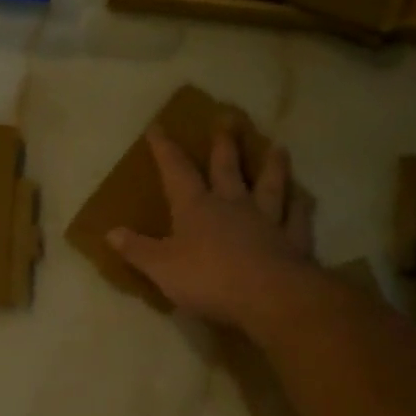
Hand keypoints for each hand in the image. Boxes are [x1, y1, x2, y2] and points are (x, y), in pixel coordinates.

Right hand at [108, 125, 317, 327]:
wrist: (269, 297)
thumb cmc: (208, 279)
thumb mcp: (161, 267)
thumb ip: (137, 249)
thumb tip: (110, 232)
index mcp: (195, 207)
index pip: (176, 171)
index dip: (165, 150)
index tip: (158, 127)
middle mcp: (232, 204)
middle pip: (227, 167)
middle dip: (223, 144)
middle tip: (227, 118)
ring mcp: (267, 219)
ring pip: (270, 185)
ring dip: (272, 165)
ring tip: (277, 147)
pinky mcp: (294, 240)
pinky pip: (298, 216)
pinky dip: (301, 204)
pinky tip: (305, 196)